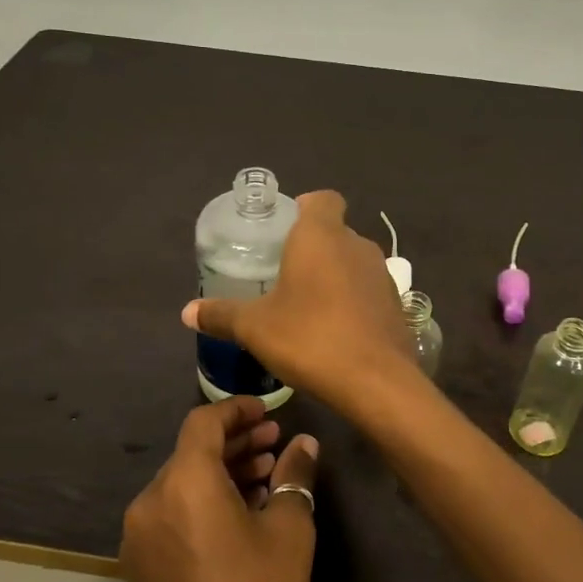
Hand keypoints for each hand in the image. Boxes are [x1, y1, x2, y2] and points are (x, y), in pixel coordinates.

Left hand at [121, 397, 318, 581]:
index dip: (236, 410)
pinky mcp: (139, 565)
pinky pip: (172, 514)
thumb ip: (295, 477)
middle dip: (235, 443)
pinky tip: (240, 515)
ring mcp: (139, 535)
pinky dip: (203, 502)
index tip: (267, 411)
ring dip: (221, 473)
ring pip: (182, 484)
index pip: (204, 422)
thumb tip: (303, 445)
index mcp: (183, 483)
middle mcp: (151, 500)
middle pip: (192, 452)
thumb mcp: (289, 533)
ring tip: (265, 477)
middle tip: (275, 443)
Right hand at [180, 190, 415, 413]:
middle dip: (312, 249)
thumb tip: (187, 312)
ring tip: (306, 305)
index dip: (304, 207)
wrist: (376, 382)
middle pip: (335, 232)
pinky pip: (368, 292)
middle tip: (283, 275)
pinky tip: (334, 331)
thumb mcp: (255, 327)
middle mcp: (357, 245)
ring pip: (353, 263)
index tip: (284, 230)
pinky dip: (352, 302)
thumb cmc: (310, 338)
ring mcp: (382, 275)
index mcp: (322, 236)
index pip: (322, 199)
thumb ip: (221, 315)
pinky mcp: (396, 305)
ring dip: (333, 276)